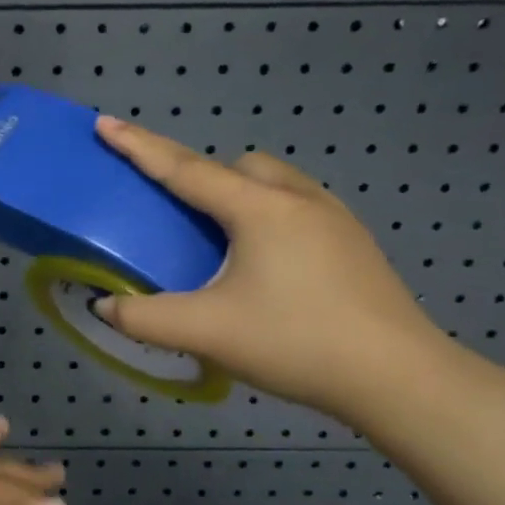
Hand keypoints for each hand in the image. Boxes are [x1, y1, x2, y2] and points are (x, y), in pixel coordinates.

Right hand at [91, 115, 449, 420]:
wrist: (400, 379)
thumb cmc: (297, 342)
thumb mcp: (206, 332)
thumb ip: (143, 318)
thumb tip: (104, 306)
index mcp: (259, 210)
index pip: (184, 169)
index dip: (139, 146)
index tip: (106, 124)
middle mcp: (298, 200)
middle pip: (237, 166)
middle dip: (200, 174)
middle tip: (176, 211)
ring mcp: (335, 219)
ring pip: (274, 182)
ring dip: (239, 193)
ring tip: (221, 239)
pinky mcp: (354, 244)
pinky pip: (298, 206)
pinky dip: (268, 216)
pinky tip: (266, 262)